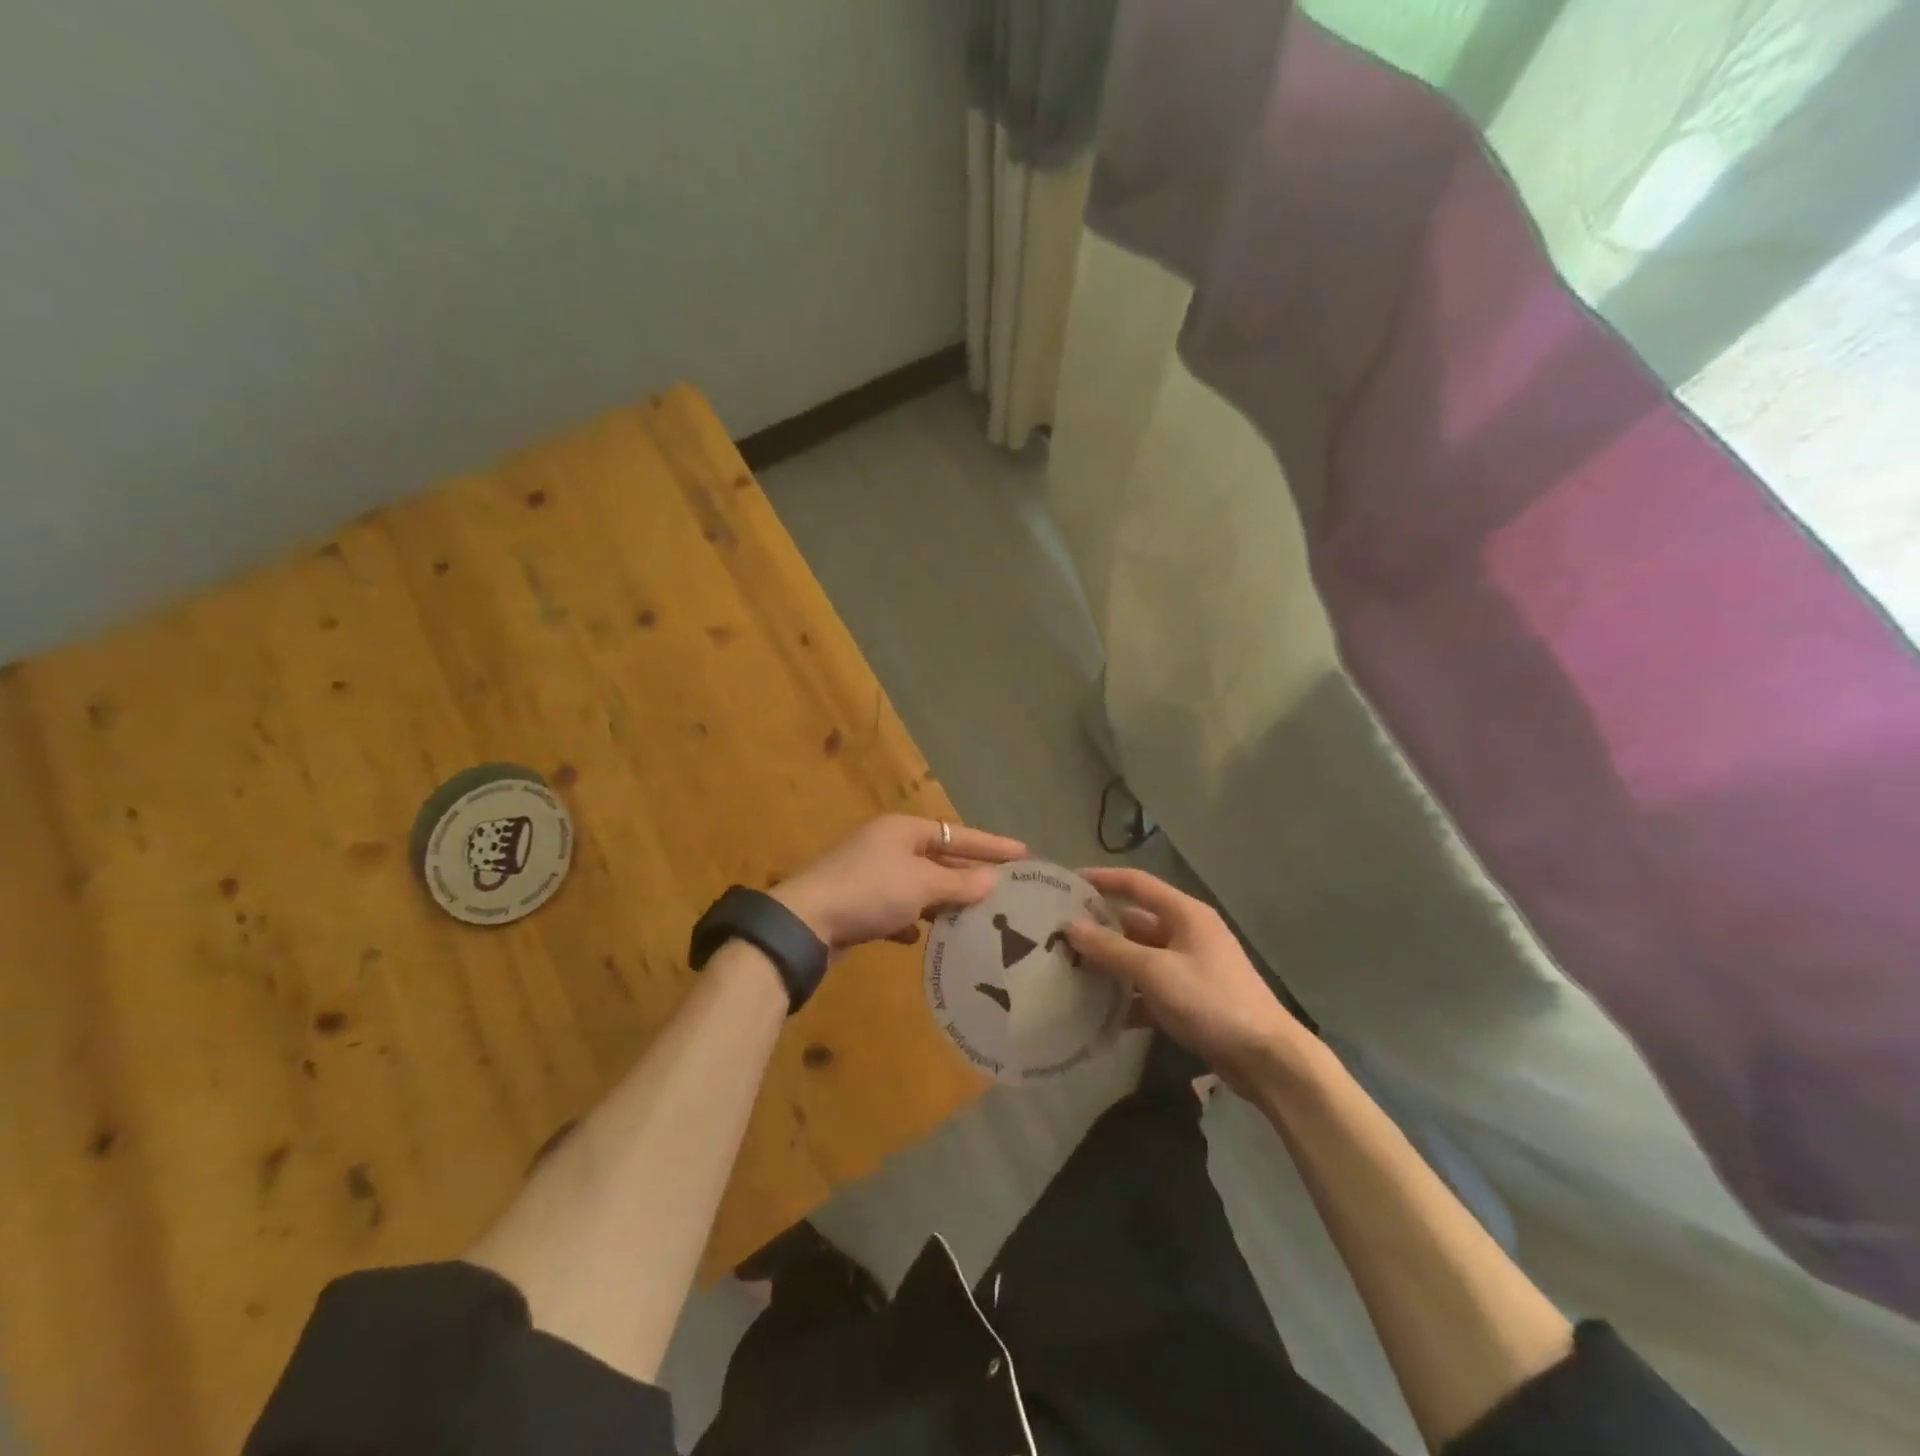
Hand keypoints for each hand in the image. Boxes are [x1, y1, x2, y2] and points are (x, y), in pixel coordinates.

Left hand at [773, 815, 1026, 951]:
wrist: (805, 923)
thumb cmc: (870, 892)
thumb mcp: (921, 885)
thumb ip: (959, 883)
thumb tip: (993, 880)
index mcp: (903, 830)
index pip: (958, 834)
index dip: (992, 845)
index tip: (1024, 853)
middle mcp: (887, 846)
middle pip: (938, 858)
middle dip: (967, 875)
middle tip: (1003, 889)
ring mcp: (870, 874)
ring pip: (917, 885)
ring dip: (942, 901)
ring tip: (973, 917)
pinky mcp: (858, 904)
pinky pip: (895, 909)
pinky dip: (911, 921)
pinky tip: (921, 937)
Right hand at [1065, 866, 1310, 1089]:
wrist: (1266, 1059)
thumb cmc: (1211, 1001)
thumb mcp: (1156, 972)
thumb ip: (1112, 949)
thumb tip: (1070, 926)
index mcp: (1185, 914)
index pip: (1136, 883)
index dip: (1102, 879)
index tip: (1066, 883)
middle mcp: (1187, 934)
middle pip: (1135, 922)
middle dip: (1099, 928)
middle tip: (1058, 935)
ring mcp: (1189, 967)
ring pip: (1139, 958)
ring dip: (1110, 965)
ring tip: (1069, 971)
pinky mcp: (1190, 999)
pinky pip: (1149, 989)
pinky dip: (1127, 998)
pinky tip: (1098, 1013)